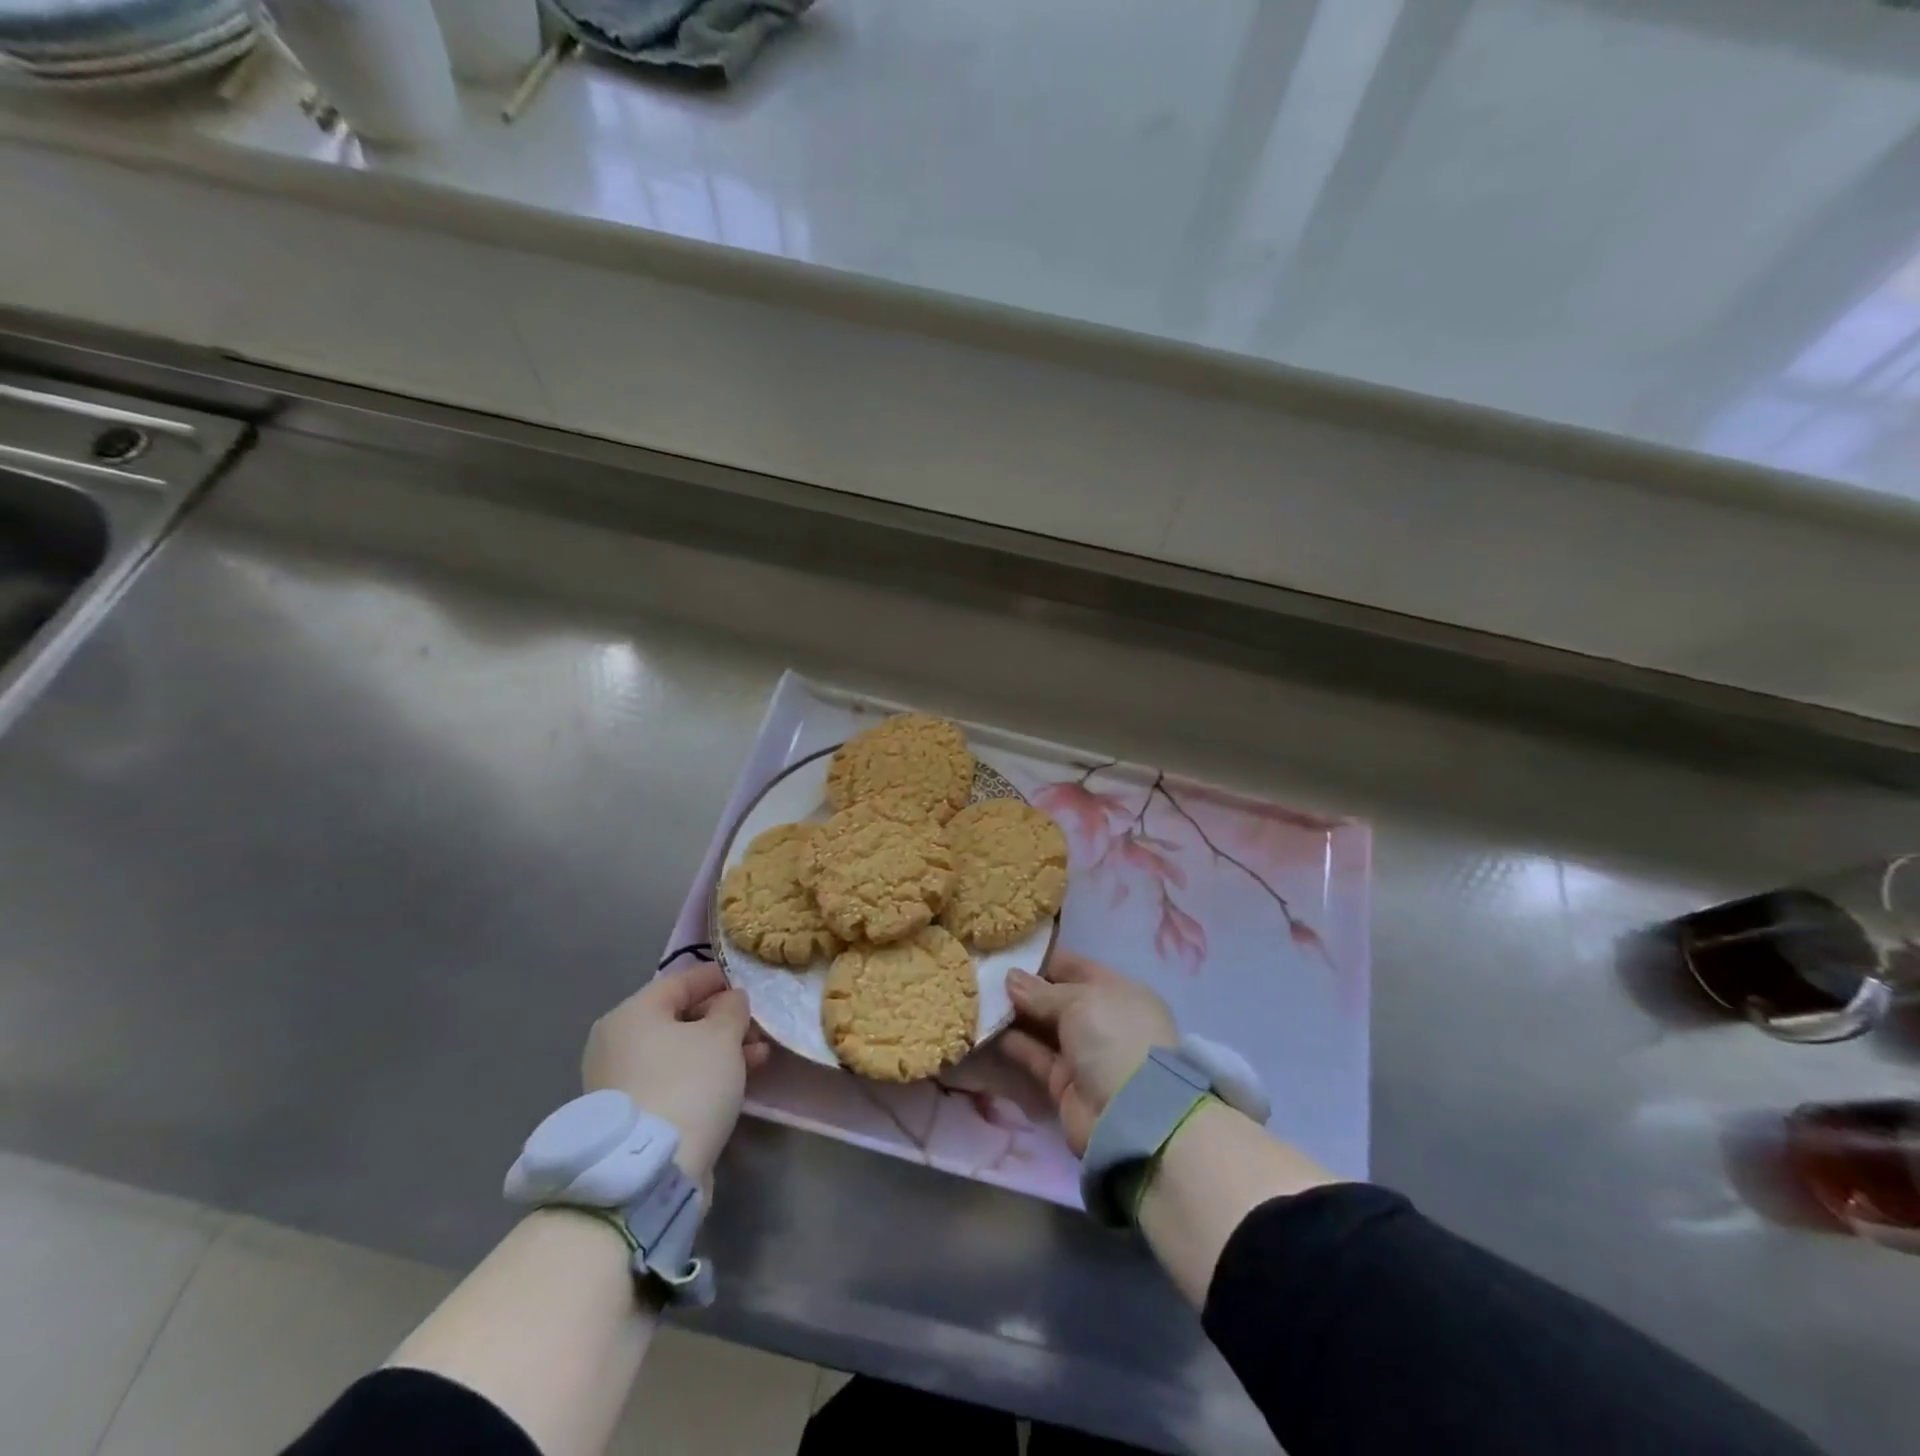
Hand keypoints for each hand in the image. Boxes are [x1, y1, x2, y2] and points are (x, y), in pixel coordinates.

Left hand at [581, 962, 769, 1188]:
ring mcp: (620, 1081)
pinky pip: (673, 1080)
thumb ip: (732, 1008)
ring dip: (719, 1050)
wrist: (649, 1171)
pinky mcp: (631, 1114)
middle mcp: (617, 1043)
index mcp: (631, 1013)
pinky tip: (737, 1080)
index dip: (718, 978)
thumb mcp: (722, 1036)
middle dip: (723, 1020)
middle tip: (757, 1027)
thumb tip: (730, 1000)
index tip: (747, 982)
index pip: (681, 981)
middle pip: (680, 1018)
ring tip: (759, 1056)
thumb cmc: (687, 1084)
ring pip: (680, 1052)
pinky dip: (703, 1075)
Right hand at [1002, 951, 1178, 1154]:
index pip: (1074, 967)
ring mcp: (1082, 1052)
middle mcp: (1100, 1019)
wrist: (1130, 1116)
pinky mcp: (1063, 1082)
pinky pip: (1034, 1055)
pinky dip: (1012, 1043)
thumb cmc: (1112, 1038)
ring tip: (977, 997)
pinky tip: (984, 1027)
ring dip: (1013, 1014)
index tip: (1005, 951)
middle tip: (982, 973)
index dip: (1042, 959)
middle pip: (1055, 998)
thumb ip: (1041, 991)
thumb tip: (1010, 977)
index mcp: (1116, 991)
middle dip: (1023, 988)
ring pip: (1042, 1026)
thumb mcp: (1079, 1001)